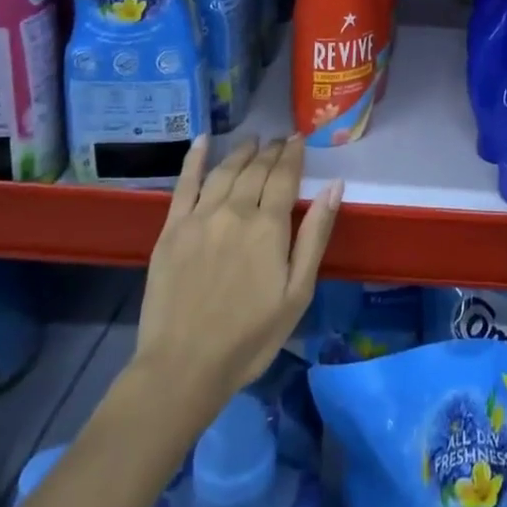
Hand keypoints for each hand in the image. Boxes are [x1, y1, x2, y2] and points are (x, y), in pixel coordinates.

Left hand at [134, 135, 341, 413]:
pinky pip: (184, 184)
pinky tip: (202, 141)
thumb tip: (335, 186)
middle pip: (256, 169)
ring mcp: (200, 217)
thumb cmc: (250, 336)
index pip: (285, 176)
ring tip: (253, 141)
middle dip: (271, 150)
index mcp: (268, 226)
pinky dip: (195, 159)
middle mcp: (235, 211)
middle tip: (280, 139)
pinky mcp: (171, 229)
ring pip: (225, 171)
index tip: (299, 139)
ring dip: (242, 152)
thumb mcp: (298, 292)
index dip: (293, 154)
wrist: (183, 367)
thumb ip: (315, 235)